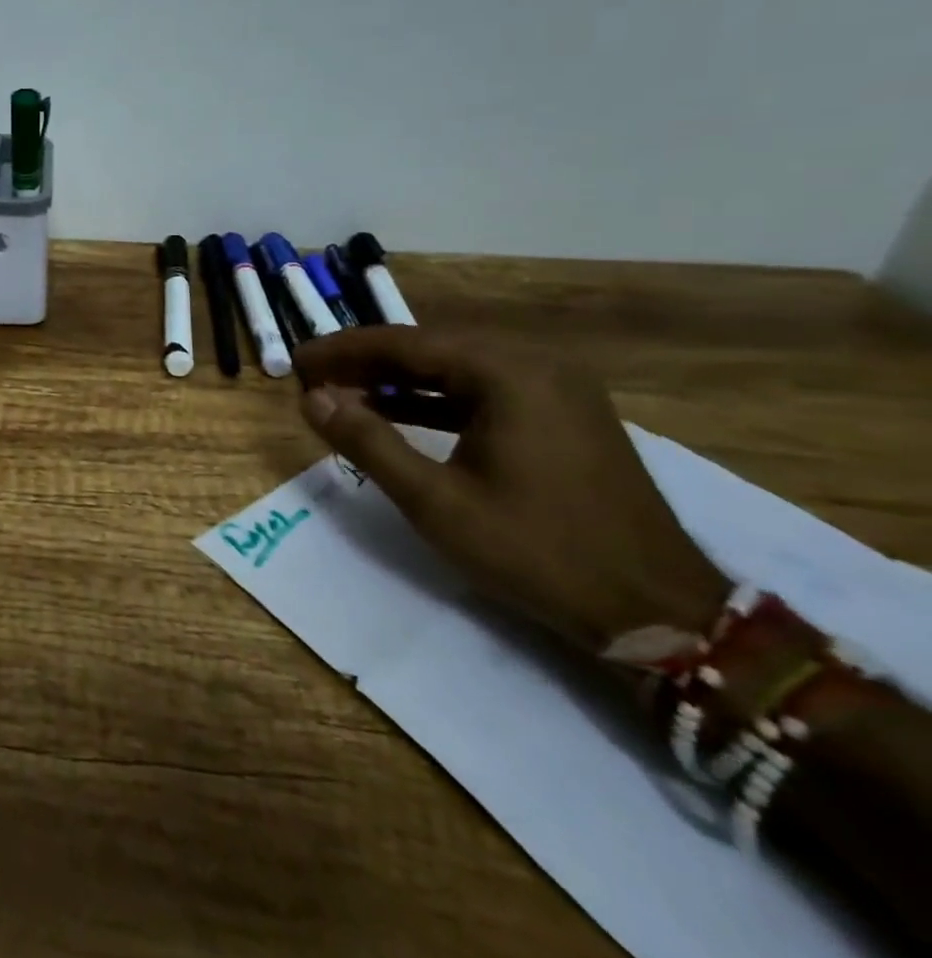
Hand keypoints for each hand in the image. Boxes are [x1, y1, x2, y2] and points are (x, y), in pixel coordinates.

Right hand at [293, 326, 731, 653]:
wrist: (660, 614)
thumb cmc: (539, 552)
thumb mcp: (436, 501)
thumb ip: (367, 442)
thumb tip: (311, 398)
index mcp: (509, 373)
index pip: (405, 343)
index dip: (343, 350)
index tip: (297, 360)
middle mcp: (535, 365)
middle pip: (430, 349)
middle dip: (367, 363)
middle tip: (314, 378)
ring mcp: (556, 390)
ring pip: (455, 370)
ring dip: (397, 381)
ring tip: (344, 395)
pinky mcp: (562, 416)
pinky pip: (482, 392)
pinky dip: (434, 400)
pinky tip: (397, 413)